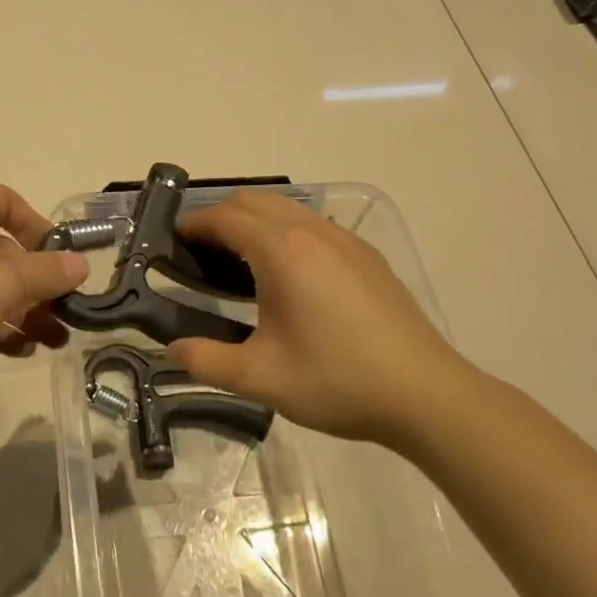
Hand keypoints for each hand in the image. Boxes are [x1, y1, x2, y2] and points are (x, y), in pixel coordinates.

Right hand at [167, 191, 473, 446]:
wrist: (424, 394)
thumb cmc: (336, 381)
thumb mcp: (260, 377)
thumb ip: (206, 361)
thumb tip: (173, 351)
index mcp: (282, 252)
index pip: (225, 218)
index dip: (193, 224)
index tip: (171, 241)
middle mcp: (313, 232)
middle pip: (255, 202)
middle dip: (221, 217)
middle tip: (200, 255)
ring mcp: (346, 241)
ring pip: (288, 210)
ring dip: (256, 223)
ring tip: (239, 265)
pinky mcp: (367, 257)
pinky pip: (314, 226)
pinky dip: (286, 234)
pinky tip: (290, 278)